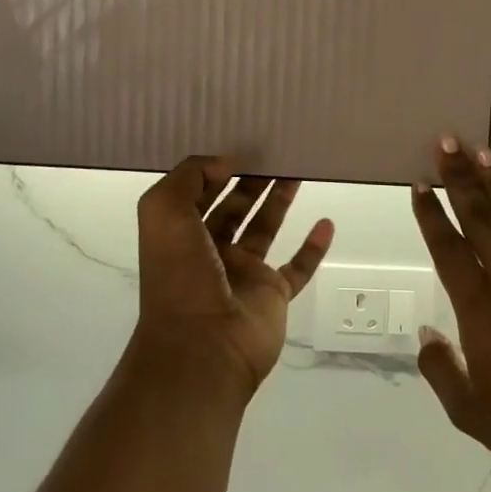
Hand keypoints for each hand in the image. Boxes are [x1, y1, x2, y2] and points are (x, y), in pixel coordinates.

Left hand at [134, 157, 334, 398]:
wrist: (203, 346)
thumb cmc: (180, 275)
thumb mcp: (164, 211)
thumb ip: (189, 177)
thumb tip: (224, 162)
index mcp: (180, 234)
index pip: (197, 193)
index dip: (214, 169)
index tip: (239, 145)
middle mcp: (210, 251)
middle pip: (233, 207)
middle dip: (250, 180)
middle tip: (274, 151)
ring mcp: (243, 274)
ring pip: (264, 228)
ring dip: (279, 201)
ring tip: (297, 170)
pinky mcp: (272, 295)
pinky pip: (298, 268)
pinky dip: (312, 248)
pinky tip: (326, 223)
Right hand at [411, 138, 490, 491]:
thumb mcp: (471, 413)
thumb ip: (442, 370)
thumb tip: (427, 333)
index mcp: (480, 309)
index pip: (448, 248)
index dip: (431, 214)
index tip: (419, 184)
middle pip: (481, 220)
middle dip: (460, 179)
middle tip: (447, 143)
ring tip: (484, 153)